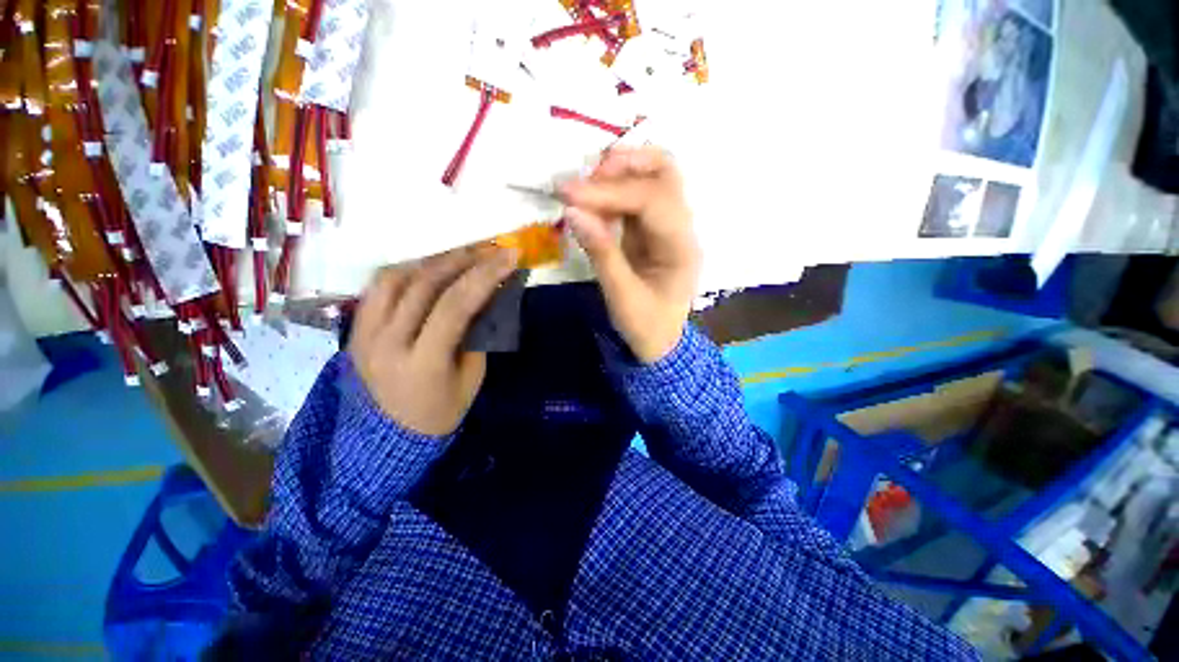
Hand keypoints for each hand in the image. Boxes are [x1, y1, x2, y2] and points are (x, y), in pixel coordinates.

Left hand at [348, 246, 518, 435]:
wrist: (389, 438)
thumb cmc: (440, 412)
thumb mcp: (472, 378)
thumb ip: (477, 335)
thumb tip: (488, 296)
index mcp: (422, 363)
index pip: (454, 306)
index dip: (485, 275)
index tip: (509, 255)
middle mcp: (386, 342)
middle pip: (424, 284)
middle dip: (462, 259)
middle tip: (488, 248)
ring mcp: (363, 334)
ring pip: (395, 277)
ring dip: (432, 260)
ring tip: (460, 255)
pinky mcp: (355, 329)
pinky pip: (378, 287)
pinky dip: (407, 270)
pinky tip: (429, 269)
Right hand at [560, 146, 700, 363]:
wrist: (660, 343)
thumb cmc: (646, 326)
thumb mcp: (621, 297)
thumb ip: (601, 252)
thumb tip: (573, 211)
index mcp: (682, 248)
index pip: (652, 200)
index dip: (609, 192)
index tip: (567, 193)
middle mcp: (682, 228)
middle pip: (664, 171)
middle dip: (622, 166)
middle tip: (583, 180)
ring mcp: (668, 226)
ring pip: (651, 177)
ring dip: (616, 174)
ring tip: (582, 190)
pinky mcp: (652, 230)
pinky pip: (635, 197)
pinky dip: (612, 193)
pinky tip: (591, 204)